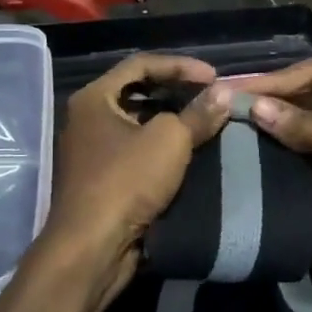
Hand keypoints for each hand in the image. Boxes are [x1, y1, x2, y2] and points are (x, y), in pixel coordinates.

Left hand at [38, 54, 232, 293]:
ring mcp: (91, 150)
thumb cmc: (125, 181)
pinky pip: (134, 151)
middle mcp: (87, 118)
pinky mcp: (100, 179)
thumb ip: (198, 114)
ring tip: (204, 123)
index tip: (214, 77)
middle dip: (175, 91)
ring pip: (136, 123)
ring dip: (170, 121)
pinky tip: (187, 154)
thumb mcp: (169, 141)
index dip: (180, 65)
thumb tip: (224, 93)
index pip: (140, 64)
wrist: (91, 247)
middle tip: (209, 97)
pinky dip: (160, 147)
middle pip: (136, 92)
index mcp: (93, 98)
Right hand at [236, 60, 311, 239]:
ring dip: (278, 121)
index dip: (276, 80)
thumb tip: (253, 106)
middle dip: (274, 97)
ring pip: (309, 120)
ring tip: (235, 120)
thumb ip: (298, 125)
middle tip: (230, 102)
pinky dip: (287, 144)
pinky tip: (257, 143)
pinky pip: (311, 146)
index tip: (237, 89)